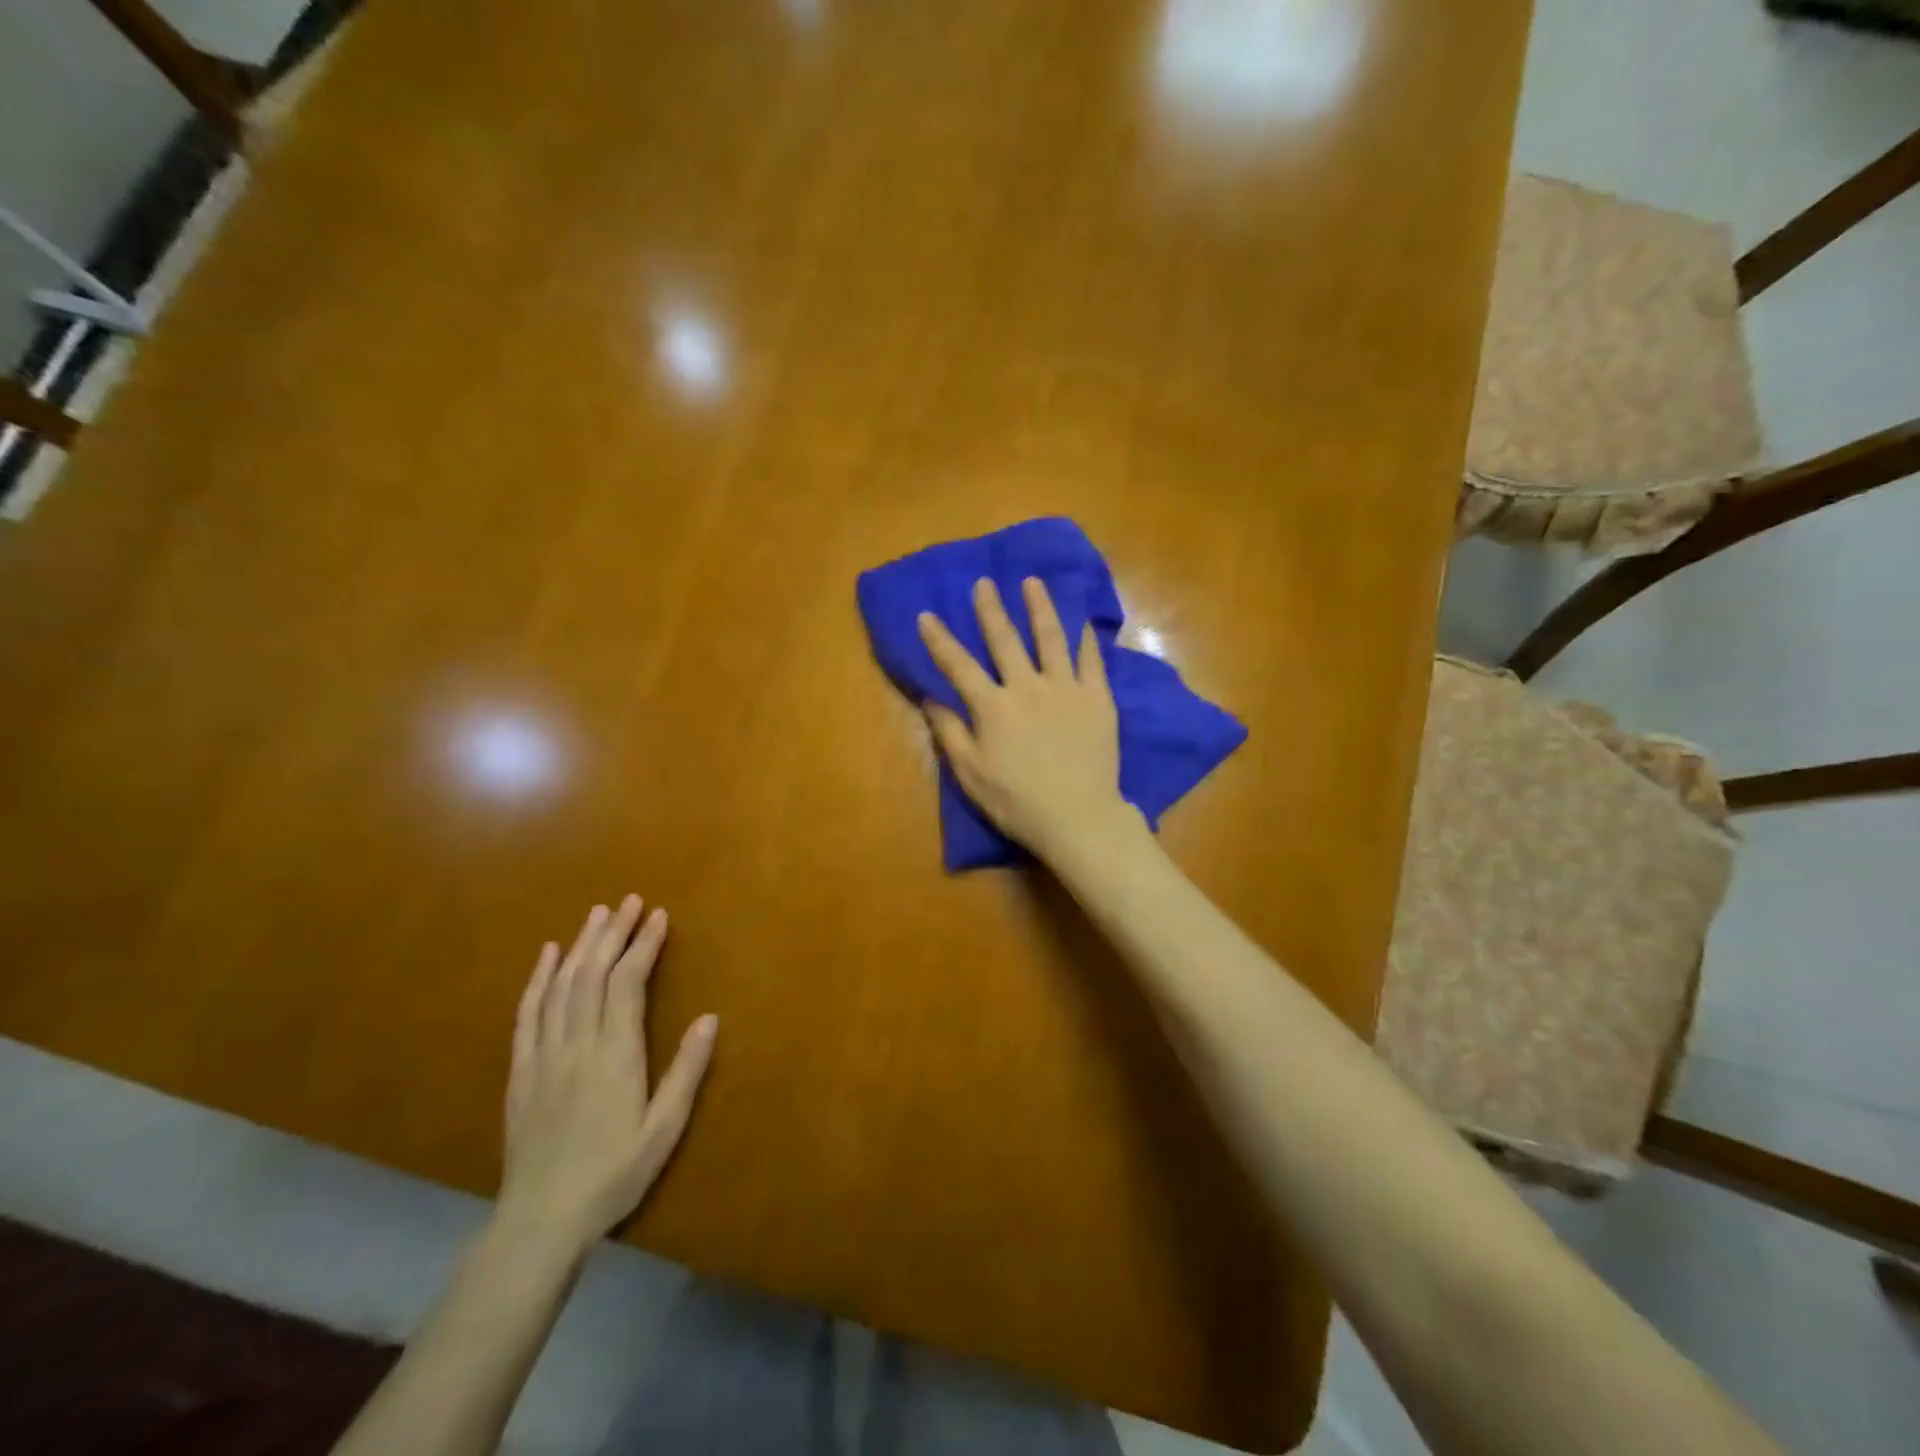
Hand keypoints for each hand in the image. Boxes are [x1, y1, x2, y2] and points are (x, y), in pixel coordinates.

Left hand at [498, 895, 716, 1259]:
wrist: (540, 1221)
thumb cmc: (613, 1175)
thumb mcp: (663, 1130)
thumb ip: (686, 1072)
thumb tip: (710, 1018)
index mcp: (615, 1055)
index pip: (628, 983)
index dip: (643, 945)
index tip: (658, 916)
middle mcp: (577, 1044)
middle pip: (593, 974)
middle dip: (613, 933)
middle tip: (630, 901)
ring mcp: (544, 1055)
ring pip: (561, 986)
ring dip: (581, 945)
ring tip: (598, 914)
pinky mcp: (521, 1071)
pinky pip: (528, 1014)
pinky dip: (538, 979)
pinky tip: (548, 955)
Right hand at [917, 577, 1134, 859]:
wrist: (1078, 817)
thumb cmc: (1017, 802)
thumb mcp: (971, 774)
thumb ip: (950, 733)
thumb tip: (930, 699)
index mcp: (993, 707)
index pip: (959, 666)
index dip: (940, 640)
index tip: (927, 615)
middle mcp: (1028, 687)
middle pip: (1005, 641)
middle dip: (991, 610)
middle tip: (984, 583)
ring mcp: (1066, 689)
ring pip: (1051, 638)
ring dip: (1040, 608)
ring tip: (1032, 582)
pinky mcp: (1098, 699)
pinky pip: (1091, 660)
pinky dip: (1085, 638)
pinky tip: (1082, 620)